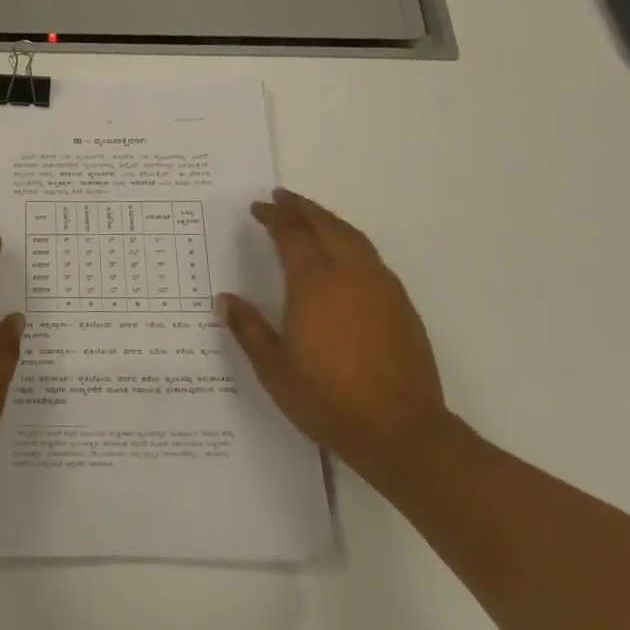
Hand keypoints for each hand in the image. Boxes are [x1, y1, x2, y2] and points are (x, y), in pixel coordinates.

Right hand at [218, 189, 451, 480]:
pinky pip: (371, 258)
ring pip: (354, 237)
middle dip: (302, 208)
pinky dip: (350, 242)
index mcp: (315, 285)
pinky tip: (342, 256)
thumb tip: (227, 299)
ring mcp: (381, 288)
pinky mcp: (401, 305)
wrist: (401, 432)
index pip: (292, 235)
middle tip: (281, 197)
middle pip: (326, 226)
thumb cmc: (327, 399)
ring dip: (329, 221)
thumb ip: (249, 328)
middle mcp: (351, 276)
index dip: (274, 217)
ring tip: (310, 217)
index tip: (258, 208)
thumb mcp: (274, 368)